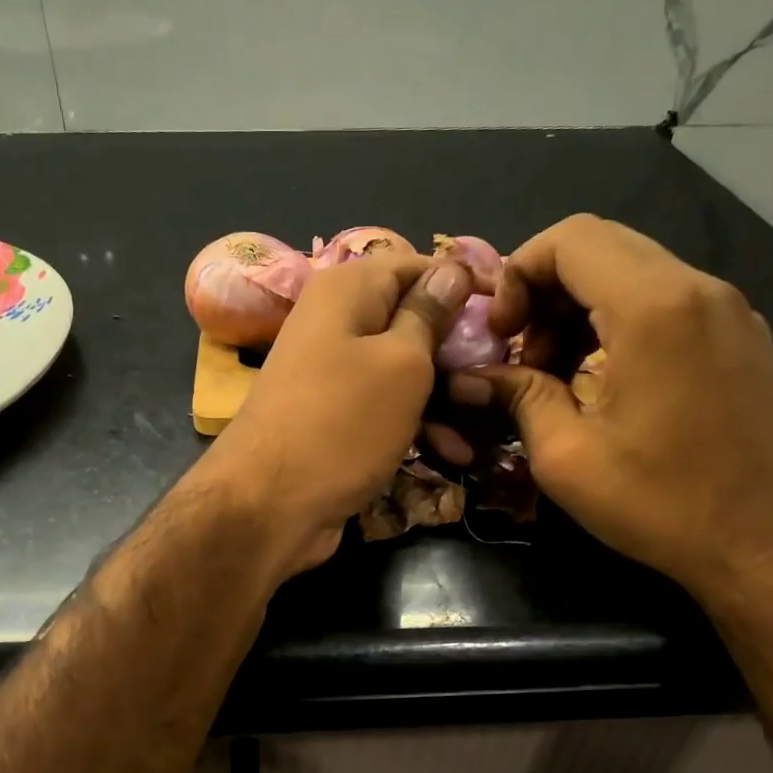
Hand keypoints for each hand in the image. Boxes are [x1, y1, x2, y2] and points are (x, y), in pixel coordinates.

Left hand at [196, 253, 481, 574]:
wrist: (268, 506)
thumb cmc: (341, 424)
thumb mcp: (401, 364)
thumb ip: (429, 315)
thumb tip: (451, 270)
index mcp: (346, 291)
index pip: (415, 265)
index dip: (461, 284)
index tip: (504, 314)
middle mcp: (336, 325)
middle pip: (411, 321)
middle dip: (458, 351)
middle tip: (504, 374)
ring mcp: (333, 376)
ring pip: (403, 372)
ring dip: (446, 398)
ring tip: (489, 426)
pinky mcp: (336, 421)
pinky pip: (385, 410)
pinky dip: (418, 426)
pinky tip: (455, 453)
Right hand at [449, 214, 772, 596]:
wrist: (764, 546)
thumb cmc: (659, 503)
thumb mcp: (566, 456)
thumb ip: (518, 396)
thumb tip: (473, 376)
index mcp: (653, 309)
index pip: (570, 240)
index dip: (518, 274)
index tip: (501, 335)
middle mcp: (700, 289)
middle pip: (603, 246)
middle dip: (546, 290)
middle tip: (523, 354)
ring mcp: (732, 310)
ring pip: (638, 271)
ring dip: (583, 308)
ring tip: (560, 374)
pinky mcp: (747, 337)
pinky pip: (672, 300)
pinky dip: (624, 321)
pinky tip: (609, 380)